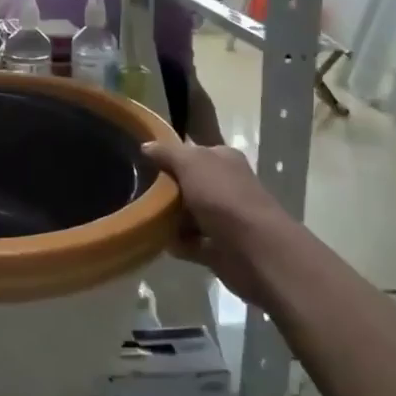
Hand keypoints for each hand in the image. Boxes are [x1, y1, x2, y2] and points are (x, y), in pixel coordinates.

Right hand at [142, 139, 295, 302]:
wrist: (255, 250)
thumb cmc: (223, 197)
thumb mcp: (191, 163)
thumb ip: (167, 153)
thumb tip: (146, 146)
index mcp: (224, 159)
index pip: (194, 151)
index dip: (170, 155)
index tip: (143, 162)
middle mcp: (226, 185)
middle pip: (189, 183)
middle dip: (167, 188)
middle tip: (139, 190)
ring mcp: (224, 218)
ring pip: (189, 214)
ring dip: (169, 218)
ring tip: (144, 217)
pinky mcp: (220, 248)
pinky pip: (191, 242)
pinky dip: (178, 243)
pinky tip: (158, 241)